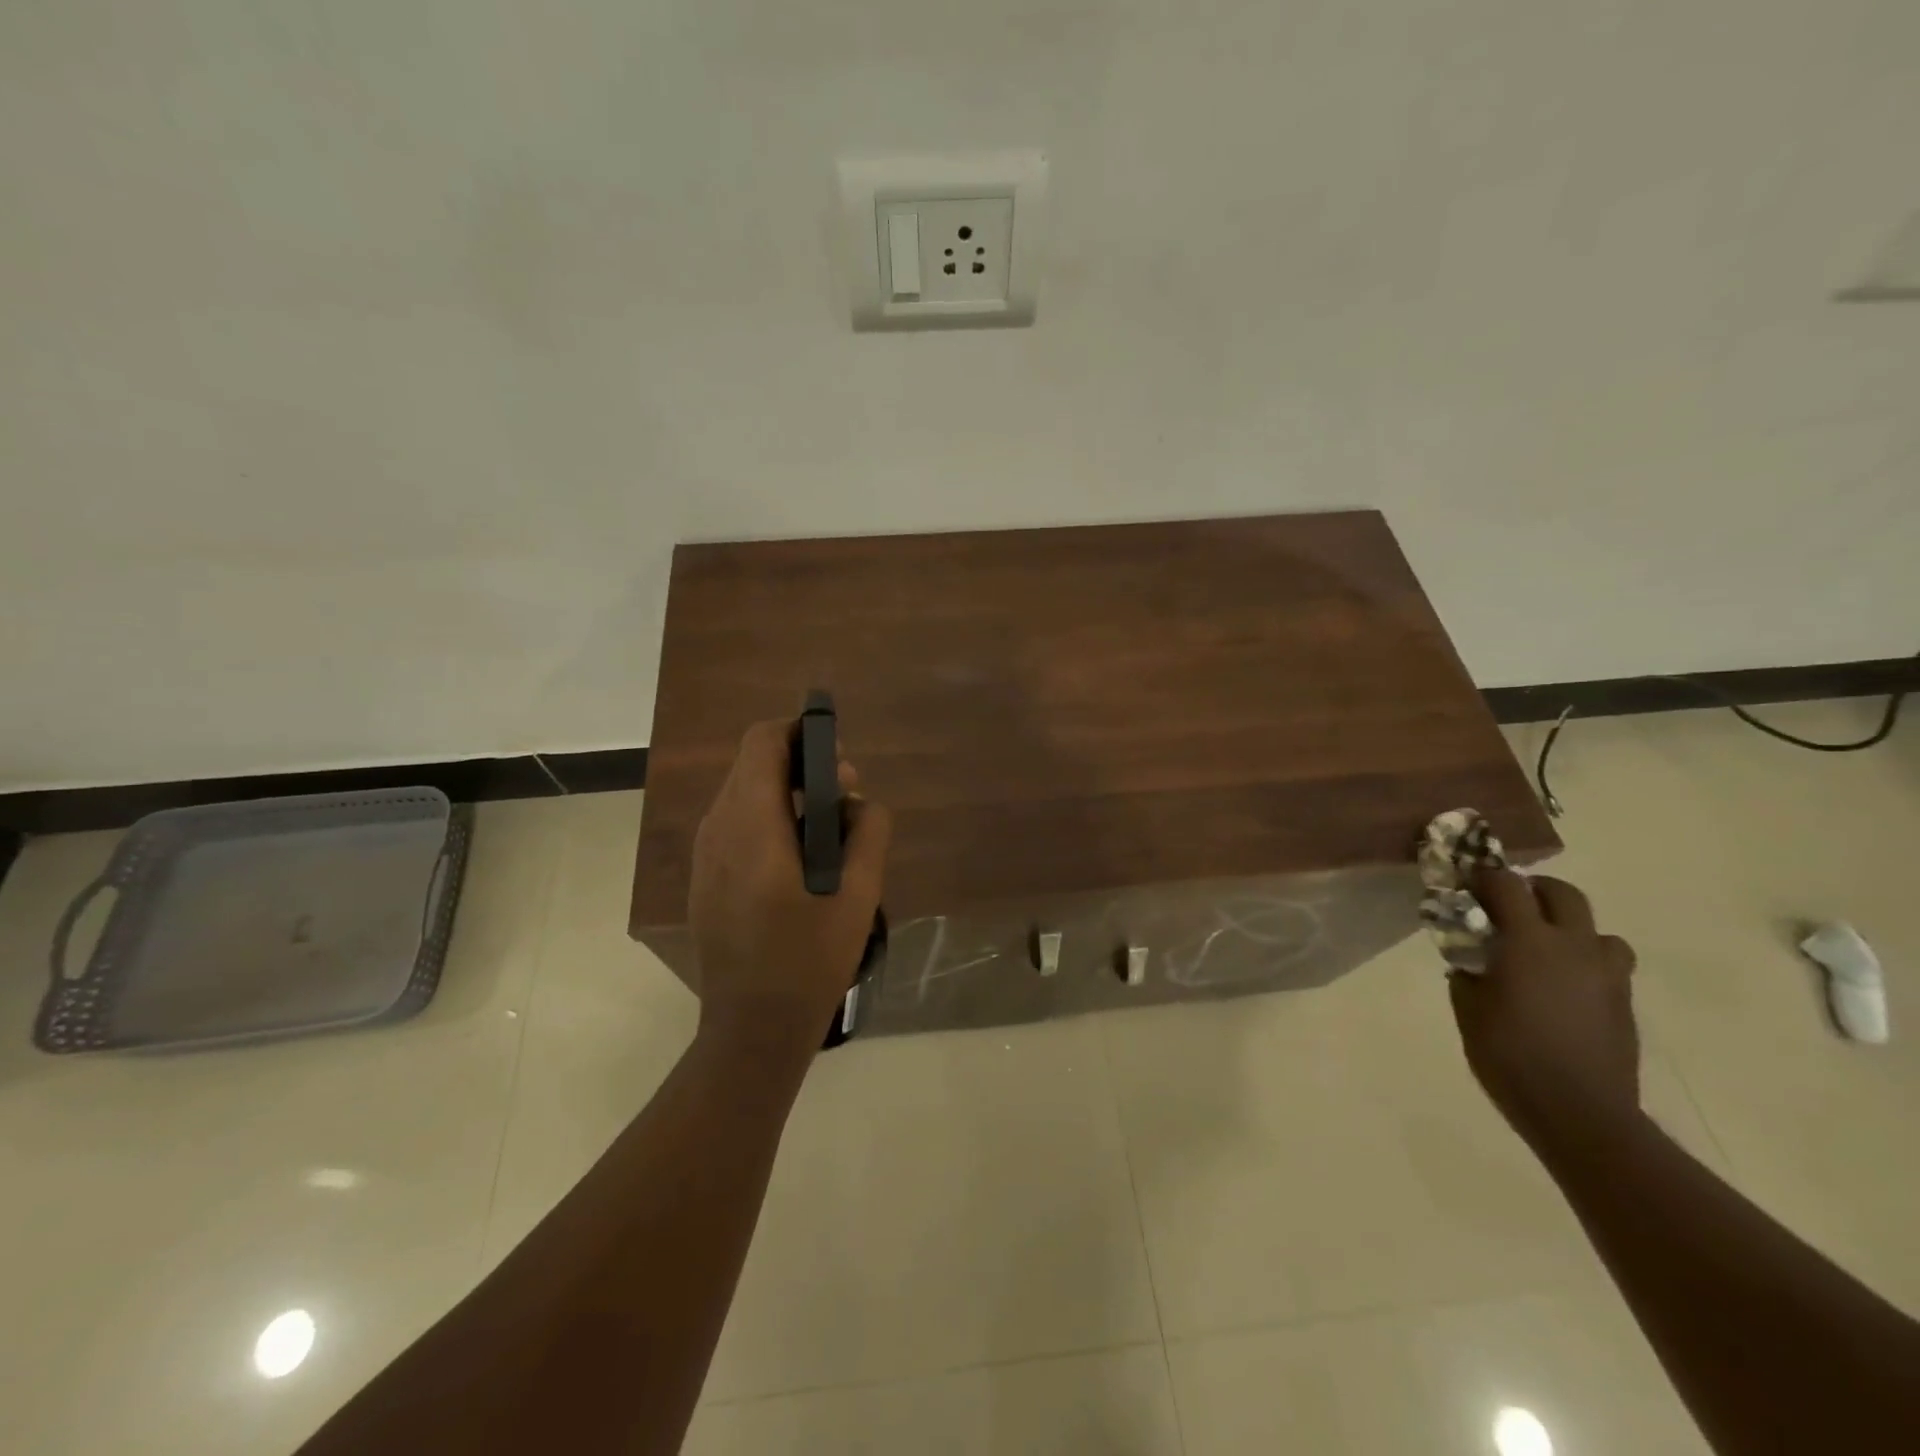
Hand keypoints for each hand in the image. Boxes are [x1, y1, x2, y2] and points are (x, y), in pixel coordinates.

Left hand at [687, 720, 892, 1055]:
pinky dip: (770, 821)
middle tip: (847, 799)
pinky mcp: (705, 877)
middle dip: (802, 767)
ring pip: (744, 795)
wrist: (752, 1026)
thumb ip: (868, 832)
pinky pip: (736, 825)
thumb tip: (860, 802)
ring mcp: (705, 854)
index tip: (837, 755)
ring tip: (830, 833)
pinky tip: (800, 862)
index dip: (800, 733)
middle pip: (753, 765)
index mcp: (751, 824)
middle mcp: (718, 827)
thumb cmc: (809, 958)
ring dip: (787, 796)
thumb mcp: (858, 893)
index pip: (763, 742)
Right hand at [1448, 868, 1641, 1153]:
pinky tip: (1562, 988)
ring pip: (1597, 930)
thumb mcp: (1468, 1008)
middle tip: (1510, 905)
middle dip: (1534, 890)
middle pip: (1564, 894)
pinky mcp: (1624, 1003)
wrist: (1580, 1112)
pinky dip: (1584, 963)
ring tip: (1545, 950)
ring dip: (1570, 929)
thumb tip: (1470, 958)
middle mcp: (1574, 947)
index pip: (1507, 885)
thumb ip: (1467, 971)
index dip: (1485, 878)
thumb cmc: (1509, 1055)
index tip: (1466, 883)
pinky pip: (1607, 965)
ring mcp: (1607, 975)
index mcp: (1529, 942)